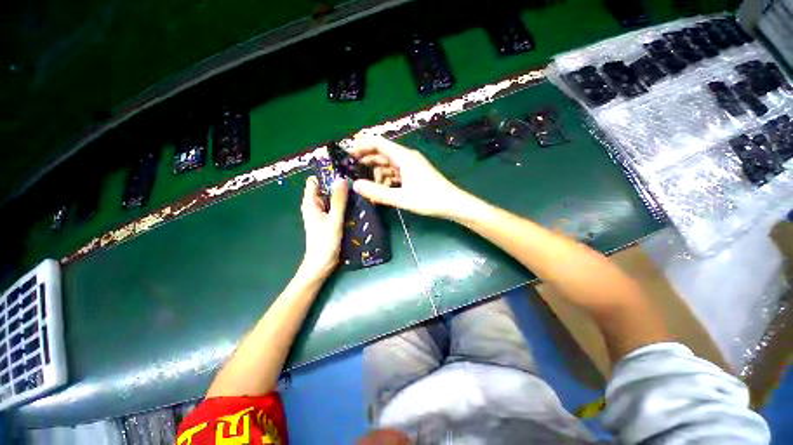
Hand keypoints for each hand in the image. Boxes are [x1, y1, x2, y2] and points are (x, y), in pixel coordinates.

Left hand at [299, 176, 348, 278]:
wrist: (321, 265)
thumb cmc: (325, 243)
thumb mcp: (333, 220)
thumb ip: (338, 201)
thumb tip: (341, 179)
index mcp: (311, 204)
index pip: (315, 181)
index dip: (326, 175)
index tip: (343, 171)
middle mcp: (315, 206)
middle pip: (324, 188)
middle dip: (337, 184)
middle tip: (355, 180)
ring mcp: (322, 214)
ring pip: (331, 198)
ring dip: (342, 194)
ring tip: (357, 190)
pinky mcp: (328, 221)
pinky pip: (335, 207)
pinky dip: (343, 204)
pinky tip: (355, 204)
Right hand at [349, 136, 466, 218]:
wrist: (452, 204)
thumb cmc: (429, 199)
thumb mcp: (401, 198)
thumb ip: (378, 192)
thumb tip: (355, 185)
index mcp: (403, 157)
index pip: (379, 142)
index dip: (362, 144)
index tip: (347, 151)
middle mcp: (406, 157)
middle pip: (382, 152)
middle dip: (366, 158)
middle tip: (351, 168)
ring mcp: (411, 165)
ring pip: (388, 164)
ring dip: (377, 172)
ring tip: (367, 185)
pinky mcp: (414, 173)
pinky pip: (396, 172)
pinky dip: (387, 179)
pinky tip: (383, 189)